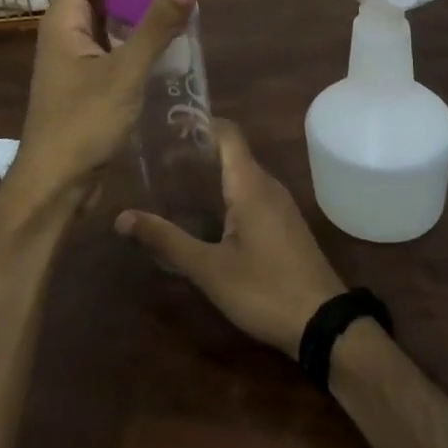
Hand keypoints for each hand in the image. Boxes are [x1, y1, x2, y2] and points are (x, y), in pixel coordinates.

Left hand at [9, 0, 196, 215]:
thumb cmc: (82, 126)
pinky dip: (133, 25)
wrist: (55, 185)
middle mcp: (64, 28)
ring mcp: (73, 53)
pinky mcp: (85, 76)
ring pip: (103, 9)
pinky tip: (160, 33)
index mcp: (62, 18)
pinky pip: (110, 36)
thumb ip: (155, 26)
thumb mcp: (124, 73)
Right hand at [115, 120, 345, 357]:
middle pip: (232, 151)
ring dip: (211, 173)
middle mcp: (268, 185)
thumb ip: (167, 241)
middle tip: (159, 160)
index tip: (167, 126)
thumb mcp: (209, 269)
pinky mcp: (285, 225)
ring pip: (242, 174)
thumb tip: (122, 217)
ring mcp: (281, 205)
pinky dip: (226, 192)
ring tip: (174, 183)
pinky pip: (252, 194)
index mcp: (250, 184)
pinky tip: (206, 215)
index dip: (199, 122)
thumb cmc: (264, 289)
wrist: (325, 324)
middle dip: (197, 150)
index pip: (227, 132)